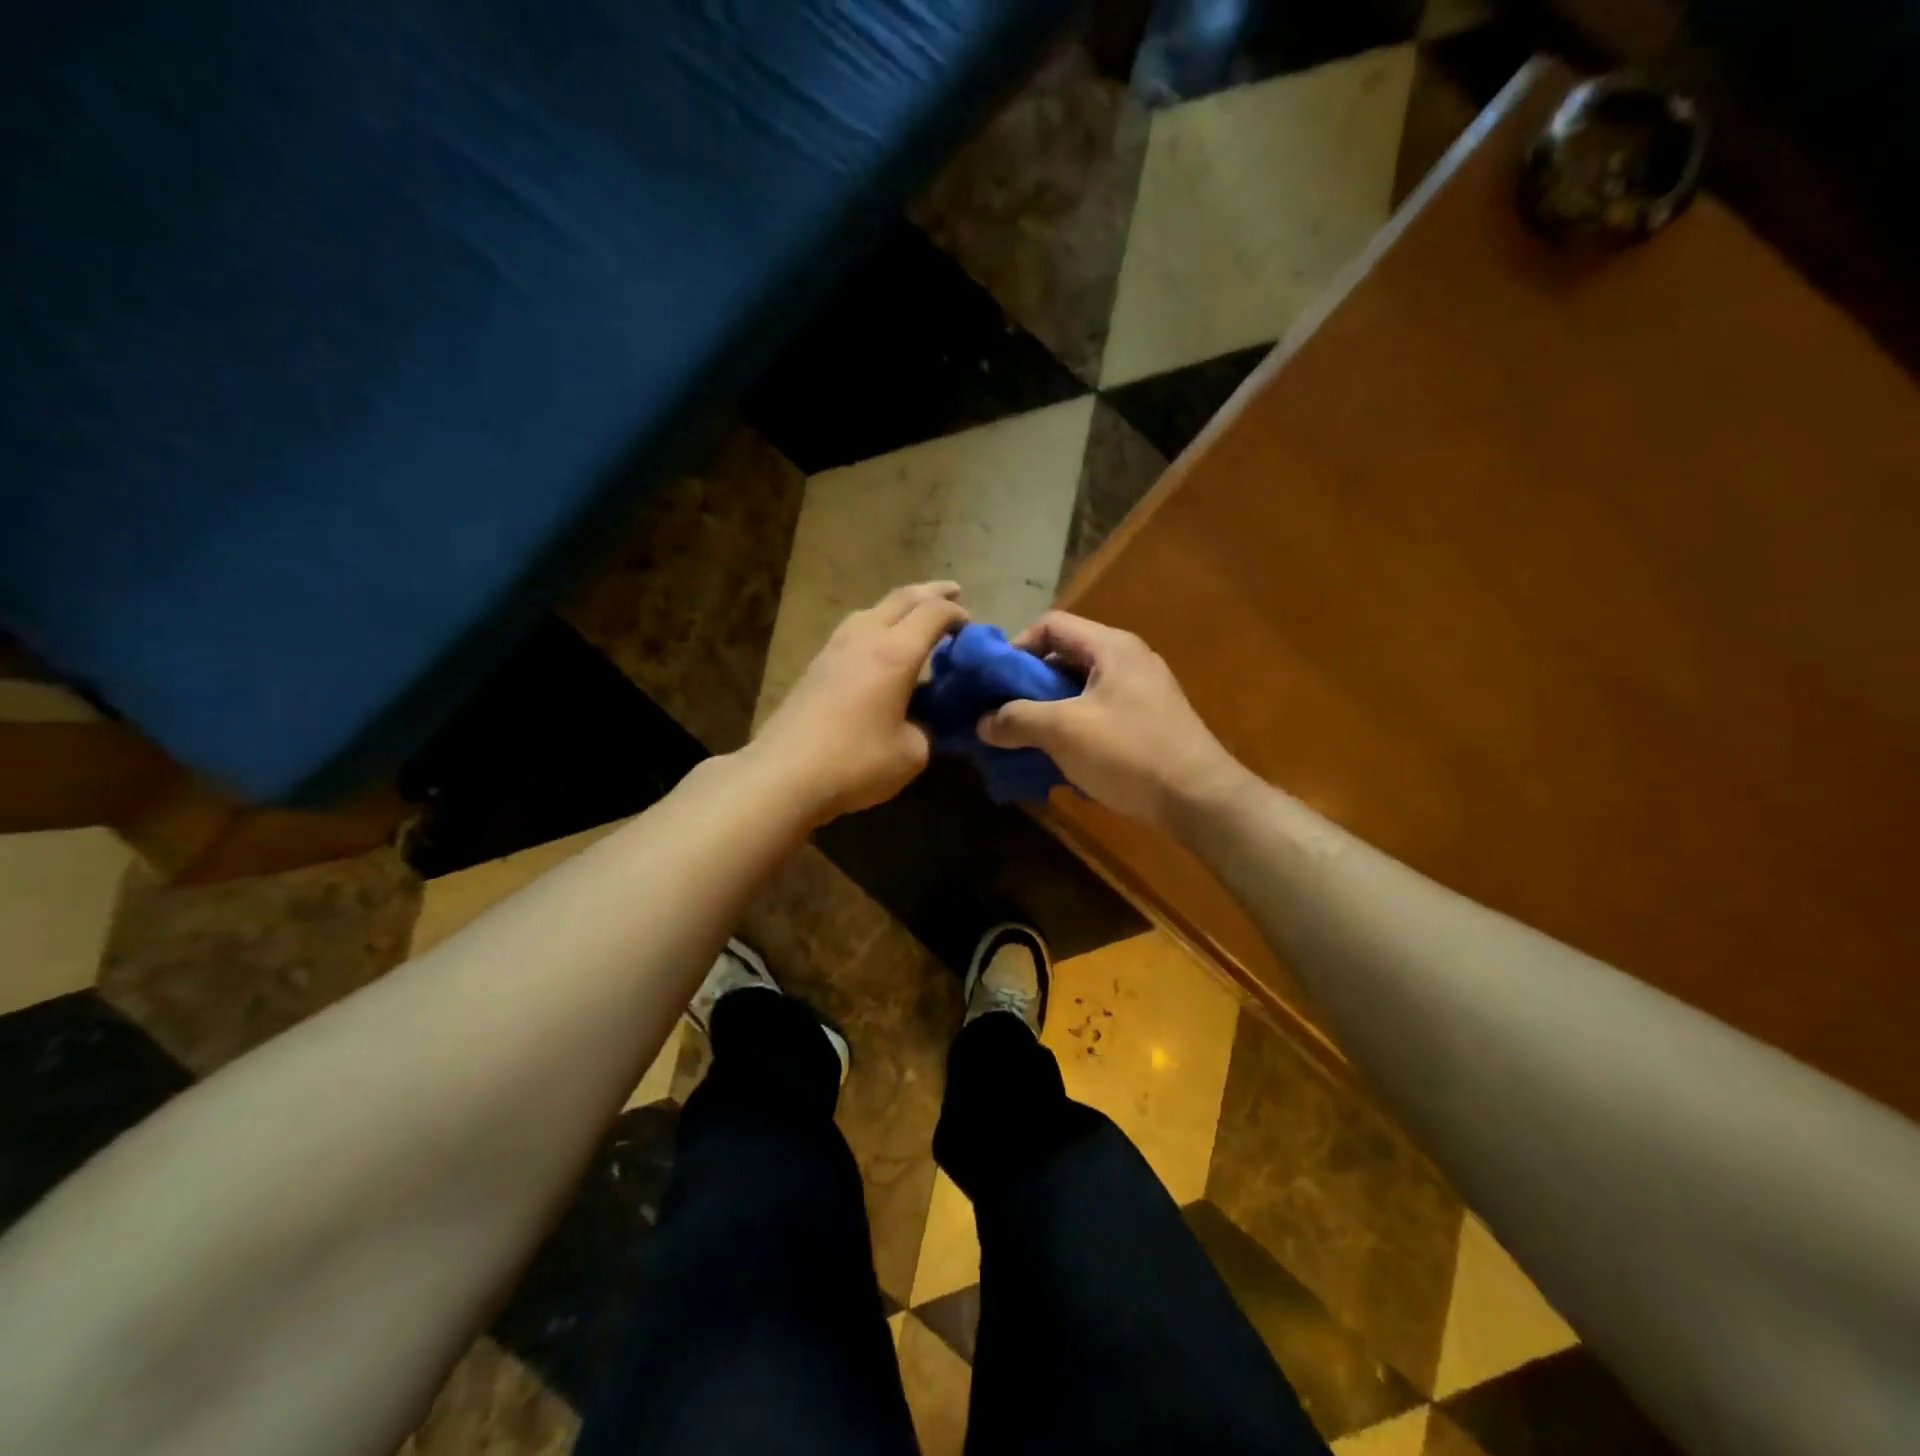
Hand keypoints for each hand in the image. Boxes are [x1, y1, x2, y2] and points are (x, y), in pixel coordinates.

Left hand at [749, 582, 968, 824]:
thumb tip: (923, 721)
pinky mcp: (815, 666)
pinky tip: (877, 647)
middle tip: (953, 593)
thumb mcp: (911, 753)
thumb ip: (926, 729)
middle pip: (901, 598)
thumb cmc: (855, 762)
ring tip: (914, 617)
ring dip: (899, 606)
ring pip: (871, 610)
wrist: (783, 774)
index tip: (971, 626)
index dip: (956, 614)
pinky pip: (853, 630)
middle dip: (931, 593)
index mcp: (895, 653)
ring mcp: (834, 649)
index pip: (933, 614)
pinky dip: (876, 626)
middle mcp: (864, 638)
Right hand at [977, 612, 1248, 834]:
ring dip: (1048, 711)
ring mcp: (1141, 693)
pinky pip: (1098, 714)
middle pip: (1064, 657)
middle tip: (1003, 714)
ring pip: (1079, 690)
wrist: (1200, 800)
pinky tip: (1059, 758)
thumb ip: (1016, 720)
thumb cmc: (1129, 752)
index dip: (1016, 646)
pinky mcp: (1148, 723)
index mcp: (1111, 647)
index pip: (1051, 624)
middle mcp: (1128, 660)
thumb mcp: (1063, 731)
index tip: (994, 682)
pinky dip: (1073, 729)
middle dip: (1028, 685)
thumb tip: (982, 722)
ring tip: (1025, 740)